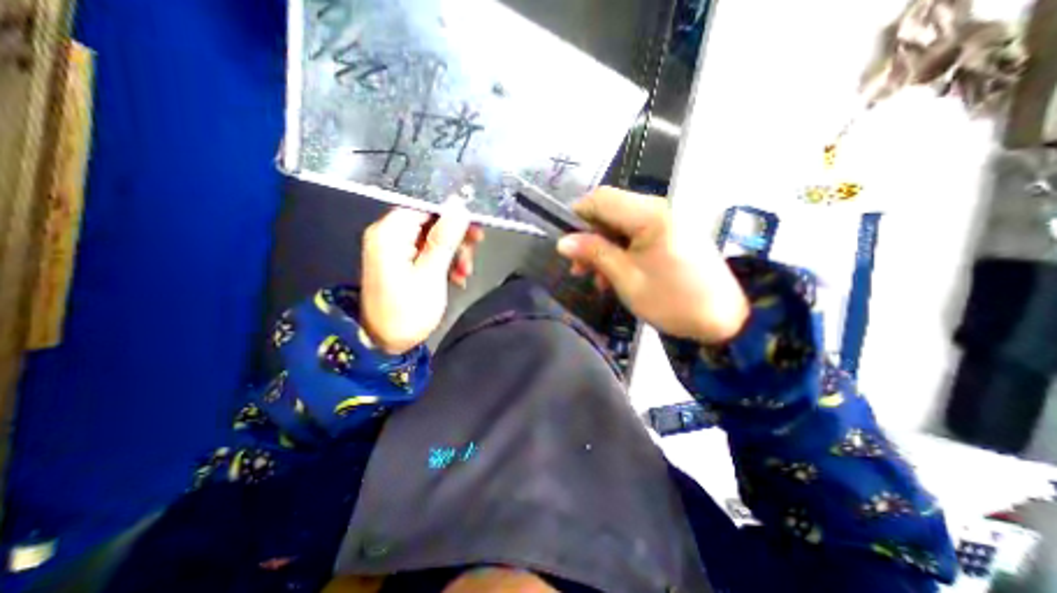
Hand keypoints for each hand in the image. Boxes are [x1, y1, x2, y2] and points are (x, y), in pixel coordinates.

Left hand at [360, 202, 481, 353]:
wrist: (384, 343)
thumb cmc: (407, 311)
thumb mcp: (431, 274)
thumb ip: (445, 238)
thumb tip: (458, 205)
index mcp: (390, 233)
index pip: (426, 207)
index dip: (453, 215)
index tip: (474, 230)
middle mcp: (389, 235)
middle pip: (431, 222)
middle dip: (455, 238)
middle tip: (473, 252)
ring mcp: (394, 249)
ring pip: (433, 238)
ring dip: (453, 253)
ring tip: (464, 273)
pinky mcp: (401, 262)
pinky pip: (427, 252)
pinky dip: (444, 262)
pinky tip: (456, 277)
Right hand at [557, 185, 745, 343]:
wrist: (723, 320)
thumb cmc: (672, 300)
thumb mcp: (626, 278)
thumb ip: (595, 253)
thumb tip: (563, 242)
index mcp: (649, 215)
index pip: (601, 198)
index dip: (578, 216)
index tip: (567, 244)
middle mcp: (659, 209)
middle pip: (611, 210)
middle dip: (590, 236)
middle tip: (578, 267)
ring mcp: (667, 221)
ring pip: (621, 224)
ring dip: (603, 247)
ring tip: (596, 277)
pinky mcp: (672, 233)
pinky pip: (637, 234)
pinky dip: (621, 250)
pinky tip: (615, 274)